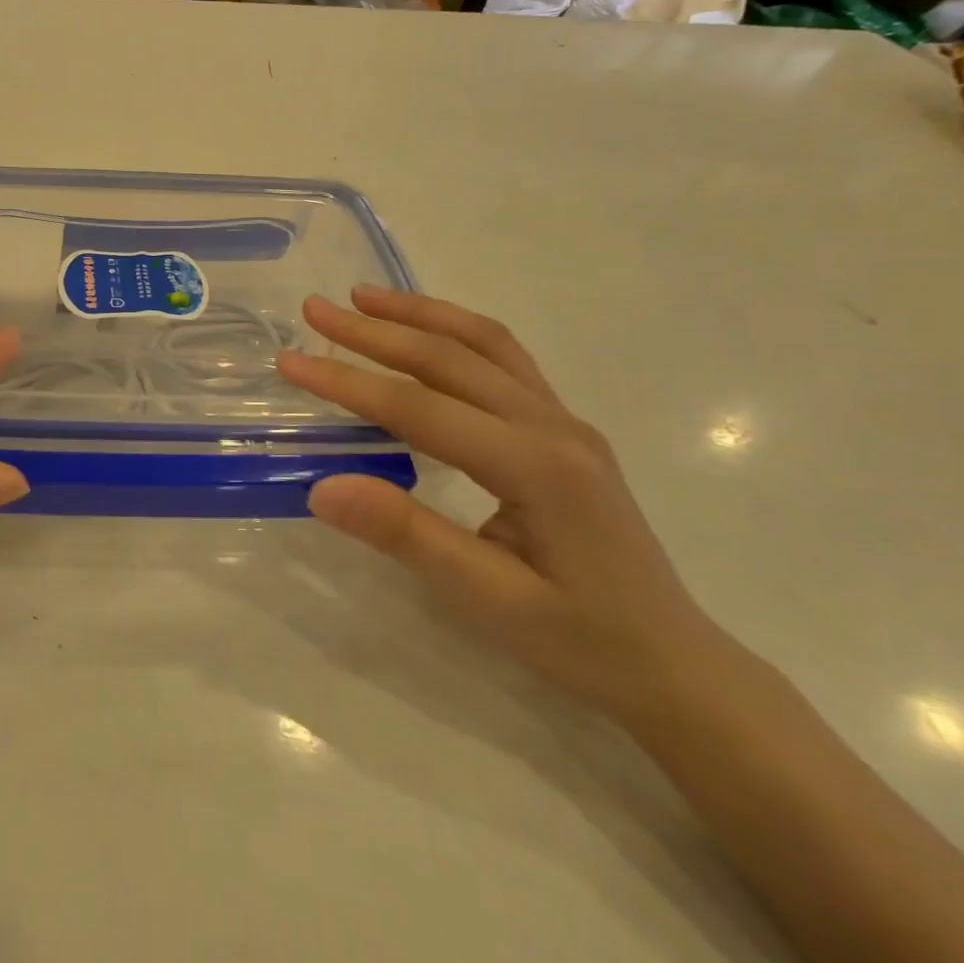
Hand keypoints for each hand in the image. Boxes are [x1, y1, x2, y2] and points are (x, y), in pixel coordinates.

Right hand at [277, 287, 717, 721]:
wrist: (673, 665)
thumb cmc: (579, 641)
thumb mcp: (488, 601)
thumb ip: (407, 535)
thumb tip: (321, 488)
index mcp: (536, 467)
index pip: (419, 408)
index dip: (348, 383)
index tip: (290, 362)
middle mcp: (553, 425)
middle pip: (449, 358)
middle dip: (374, 330)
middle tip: (314, 308)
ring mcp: (564, 420)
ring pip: (483, 342)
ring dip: (419, 313)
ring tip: (362, 297)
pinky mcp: (563, 427)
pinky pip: (505, 357)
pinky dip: (455, 330)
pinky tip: (425, 329)